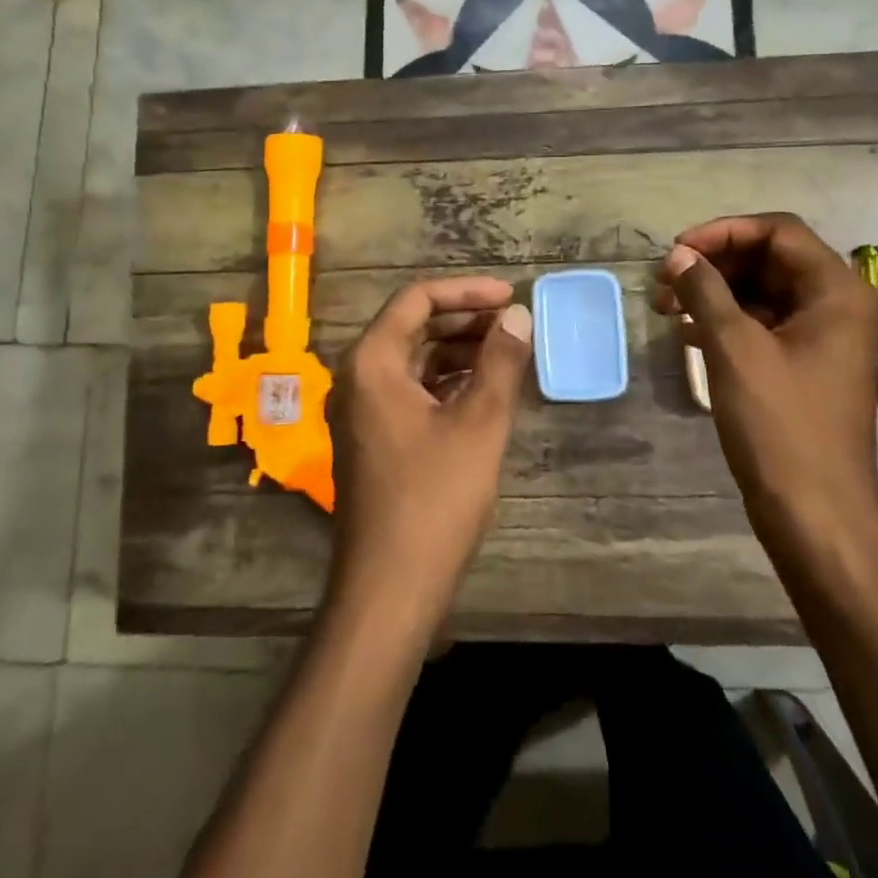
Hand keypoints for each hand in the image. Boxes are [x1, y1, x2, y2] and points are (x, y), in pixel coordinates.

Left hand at [327, 276, 533, 634]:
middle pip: (412, 326)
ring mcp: (361, 410)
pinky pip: (411, 390)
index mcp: (371, 362)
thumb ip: (500, 362)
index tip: (511, 296)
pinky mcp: (373, 438)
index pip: (417, 299)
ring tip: (508, 352)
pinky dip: (446, 382)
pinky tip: (484, 389)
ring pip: (413, 360)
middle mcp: (357, 377)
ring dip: (459, 351)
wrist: (390, 587)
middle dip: (465, 320)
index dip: (467, 291)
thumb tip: (519, 316)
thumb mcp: (479, 423)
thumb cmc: (434, 498)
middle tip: (515, 324)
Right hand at [653, 214, 877, 550]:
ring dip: (714, 293)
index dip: (722, 233)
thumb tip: (679, 256)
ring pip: (762, 293)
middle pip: (769, 259)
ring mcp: (822, 338)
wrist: (814, 512)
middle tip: (664, 280)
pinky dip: (725, 322)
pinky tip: (687, 333)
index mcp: (837, 291)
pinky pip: (763, 325)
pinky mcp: (804, 366)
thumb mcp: (735, 349)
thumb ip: (705, 291)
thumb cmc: (780, 424)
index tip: (676, 251)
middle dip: (714, 264)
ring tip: (665, 307)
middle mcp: (837, 305)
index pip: (777, 231)